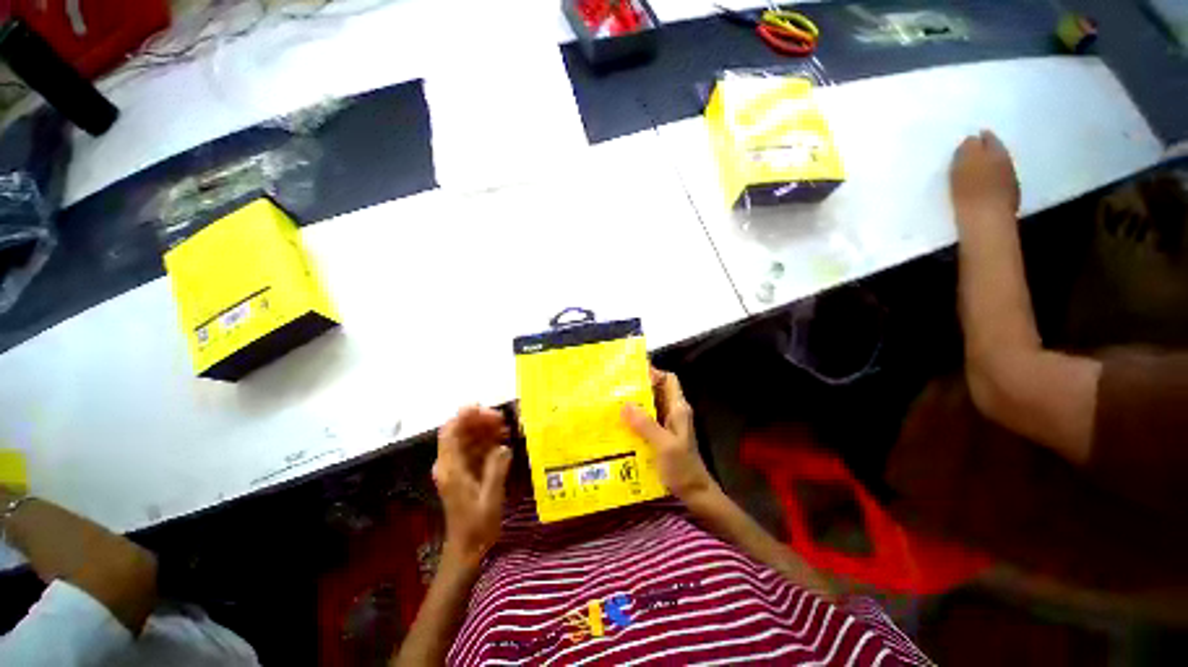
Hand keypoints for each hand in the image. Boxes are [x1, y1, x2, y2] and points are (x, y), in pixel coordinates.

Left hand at [433, 406, 512, 566]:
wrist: (468, 549)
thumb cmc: (478, 525)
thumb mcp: (491, 496)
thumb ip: (497, 468)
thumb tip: (504, 446)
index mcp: (451, 468)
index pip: (450, 432)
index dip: (464, 416)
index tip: (483, 407)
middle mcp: (449, 465)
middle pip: (460, 432)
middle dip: (479, 422)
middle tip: (503, 419)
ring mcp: (456, 469)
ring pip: (467, 440)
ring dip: (484, 431)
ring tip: (506, 428)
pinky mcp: (464, 474)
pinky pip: (473, 450)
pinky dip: (486, 443)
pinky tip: (503, 442)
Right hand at [622, 367, 718, 503]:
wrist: (695, 494)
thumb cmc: (683, 468)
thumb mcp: (664, 445)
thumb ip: (646, 424)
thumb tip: (625, 404)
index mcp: (678, 409)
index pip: (669, 380)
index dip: (654, 373)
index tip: (632, 373)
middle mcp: (674, 413)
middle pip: (657, 391)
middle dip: (638, 388)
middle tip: (615, 387)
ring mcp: (667, 425)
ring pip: (650, 406)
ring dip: (635, 404)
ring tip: (613, 403)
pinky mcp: (661, 437)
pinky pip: (646, 421)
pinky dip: (635, 420)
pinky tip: (620, 425)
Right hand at [951, 130, 1019, 221]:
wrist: (986, 222)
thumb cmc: (971, 191)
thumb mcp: (963, 165)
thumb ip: (967, 149)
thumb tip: (969, 141)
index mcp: (996, 152)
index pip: (988, 139)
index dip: (979, 138)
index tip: (968, 139)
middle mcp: (1007, 163)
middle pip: (995, 153)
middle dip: (985, 152)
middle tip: (971, 154)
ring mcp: (1009, 182)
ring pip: (998, 168)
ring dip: (988, 168)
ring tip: (974, 172)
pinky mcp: (1007, 199)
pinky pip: (998, 184)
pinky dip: (990, 183)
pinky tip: (980, 189)